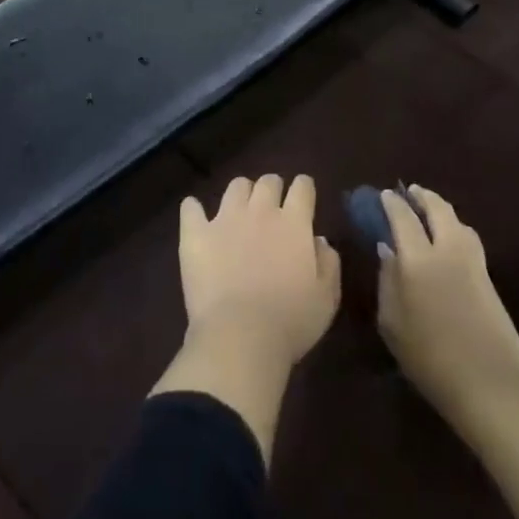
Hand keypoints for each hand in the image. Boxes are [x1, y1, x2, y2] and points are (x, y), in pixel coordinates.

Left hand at [178, 173, 340, 367]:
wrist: (240, 336)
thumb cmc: (291, 321)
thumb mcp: (326, 298)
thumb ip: (328, 263)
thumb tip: (319, 240)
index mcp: (294, 223)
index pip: (303, 187)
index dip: (304, 188)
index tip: (304, 197)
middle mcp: (261, 211)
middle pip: (268, 182)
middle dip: (273, 189)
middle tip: (272, 208)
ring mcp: (225, 219)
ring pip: (235, 187)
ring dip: (241, 194)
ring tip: (240, 210)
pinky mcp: (196, 234)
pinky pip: (190, 208)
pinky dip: (193, 209)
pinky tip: (195, 216)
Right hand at [377, 185, 518, 423]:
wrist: (489, 383)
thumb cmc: (429, 358)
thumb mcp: (392, 323)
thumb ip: (387, 281)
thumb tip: (387, 250)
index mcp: (417, 260)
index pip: (403, 218)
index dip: (392, 203)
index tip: (384, 195)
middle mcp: (447, 251)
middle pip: (437, 209)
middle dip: (422, 197)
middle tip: (411, 193)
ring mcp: (473, 263)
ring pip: (458, 222)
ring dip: (442, 210)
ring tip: (431, 212)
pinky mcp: (489, 279)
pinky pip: (469, 240)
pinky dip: (456, 229)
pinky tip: (449, 240)